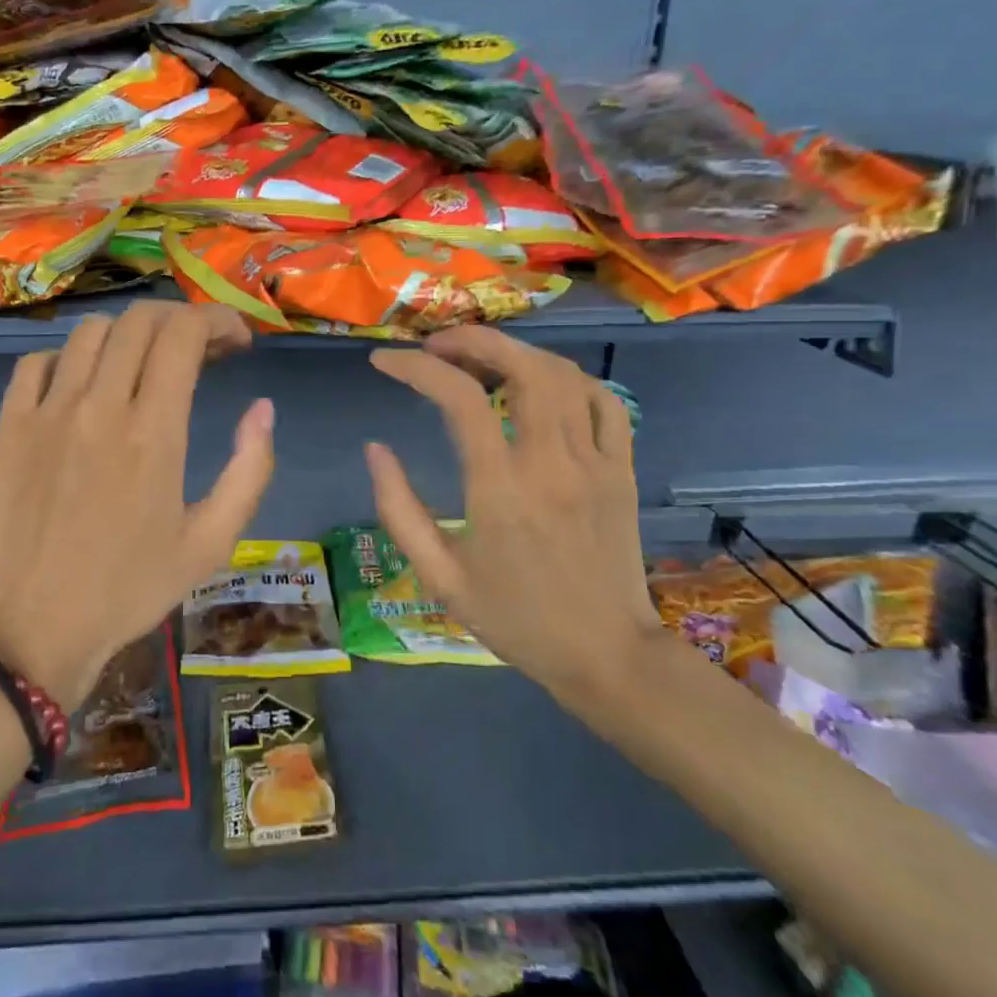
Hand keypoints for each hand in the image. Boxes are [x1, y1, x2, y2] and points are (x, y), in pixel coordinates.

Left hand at [0, 301, 274, 708]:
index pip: (183, 333)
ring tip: (145, 364)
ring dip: (129, 335)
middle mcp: (98, 407)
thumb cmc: (131, 589)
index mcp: (153, 432)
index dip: (216, 320)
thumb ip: (250, 469)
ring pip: (90, 332)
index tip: (236, 340)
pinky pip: (36, 362)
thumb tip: (262, 408)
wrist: (35, 631)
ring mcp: (46, 412)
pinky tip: (84, 385)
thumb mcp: (212, 542)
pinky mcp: (7, 427)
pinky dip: (69, 359)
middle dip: (179, 319)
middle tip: (200, 349)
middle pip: (139, 320)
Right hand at [364, 327, 662, 721]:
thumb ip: (399, 509)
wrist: (606, 656)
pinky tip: (541, 385)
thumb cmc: (515, 619)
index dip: (416, 368)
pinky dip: (569, 378)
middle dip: (473, 340)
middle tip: (436, 346)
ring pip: (562, 374)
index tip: (384, 362)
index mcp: (500, 489)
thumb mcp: (439, 576)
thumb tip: (374, 449)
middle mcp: (550, 462)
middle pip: (521, 366)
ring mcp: (595, 461)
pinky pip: (604, 402)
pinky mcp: (621, 469)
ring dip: (516, 352)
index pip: (459, 398)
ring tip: (480, 359)